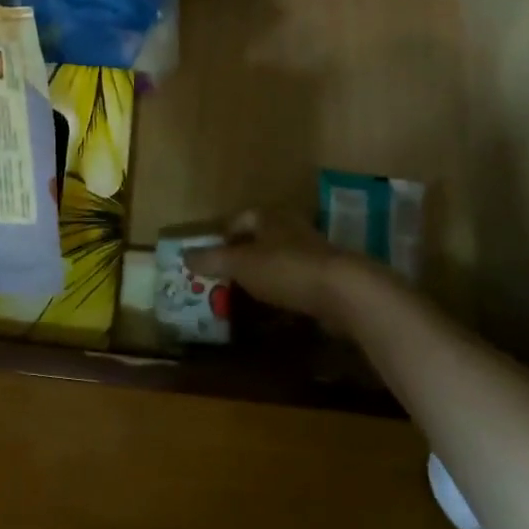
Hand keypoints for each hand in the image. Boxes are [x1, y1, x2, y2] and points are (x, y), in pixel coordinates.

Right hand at [186, 212, 388, 334]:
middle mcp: (293, 228)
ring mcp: (314, 253)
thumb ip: (212, 260)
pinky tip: (277, 310)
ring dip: (266, 274)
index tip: (212, 254)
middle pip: (262, 238)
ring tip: (248, 295)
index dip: (225, 234)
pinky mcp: (330, 278)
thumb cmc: (285, 269)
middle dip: (244, 255)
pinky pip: (299, 282)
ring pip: (281, 260)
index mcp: (270, 217)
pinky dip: (285, 293)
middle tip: (226, 276)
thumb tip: (183, 255)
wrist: (345, 292)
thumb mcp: (240, 264)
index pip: (241, 218)